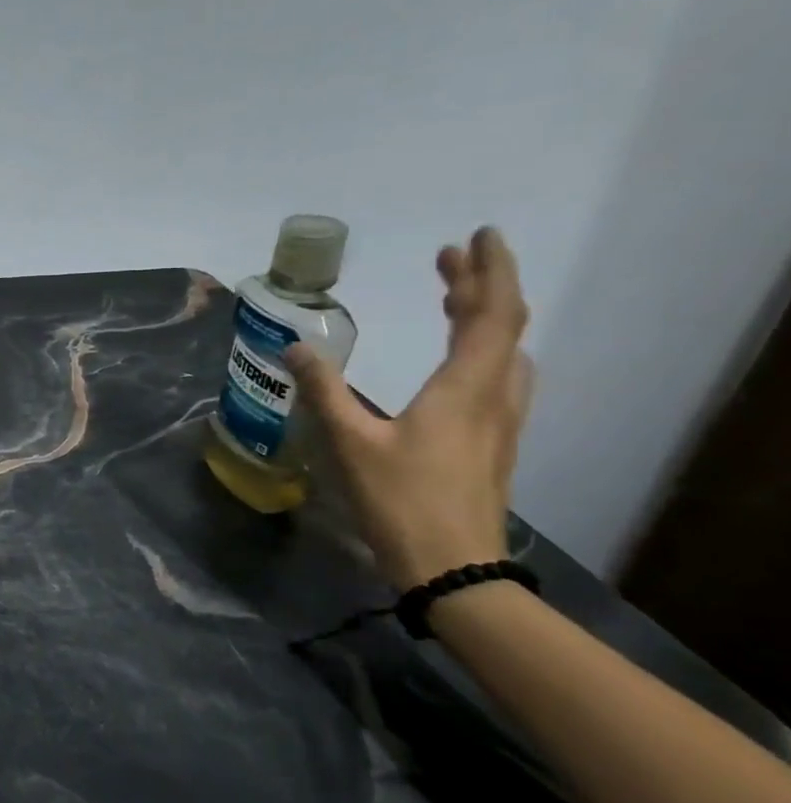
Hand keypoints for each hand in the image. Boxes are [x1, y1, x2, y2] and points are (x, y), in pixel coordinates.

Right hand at [285, 227, 532, 590]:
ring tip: (452, 299)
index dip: (488, 272)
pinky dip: (482, 349)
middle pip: (502, 327)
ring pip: (506, 353)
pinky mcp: (493, 442)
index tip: (479, 236)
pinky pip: (499, 376)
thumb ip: (323, 391)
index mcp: (465, 389)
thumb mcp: (349, 444)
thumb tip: (296, 347)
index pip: (491, 315)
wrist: (452, 566)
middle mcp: (494, 397)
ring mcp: (500, 422)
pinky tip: (459, 361)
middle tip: (449, 258)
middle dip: (480, 286)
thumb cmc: (400, 501)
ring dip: (484, 317)